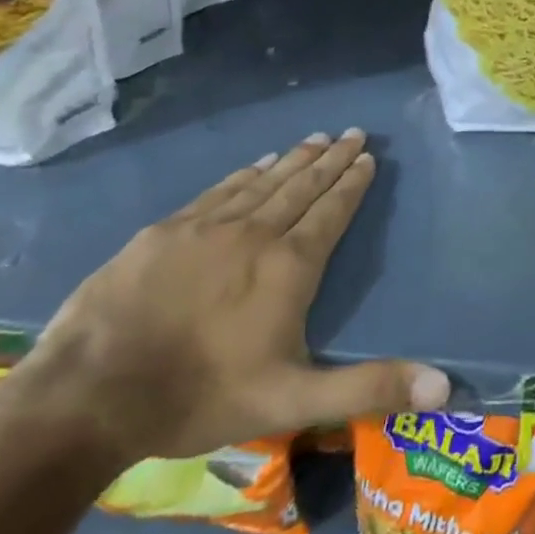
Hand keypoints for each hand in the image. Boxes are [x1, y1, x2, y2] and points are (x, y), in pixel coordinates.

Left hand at [11, 130, 449, 464]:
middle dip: (330, 159)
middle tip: (351, 132)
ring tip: (315, 139)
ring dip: (293, 159)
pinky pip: (219, 190)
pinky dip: (245, 174)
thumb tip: (444, 386)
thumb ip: (369, 388)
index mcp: (289, 267)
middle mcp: (254, 233)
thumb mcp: (294, 401)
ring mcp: (206, 227)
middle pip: (302, 186)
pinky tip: (256, 164)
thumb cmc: (201, 395)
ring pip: (263, 182)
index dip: (351, 183)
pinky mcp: (165, 231)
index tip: (367, 156)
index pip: (331, 212)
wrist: (91, 392)